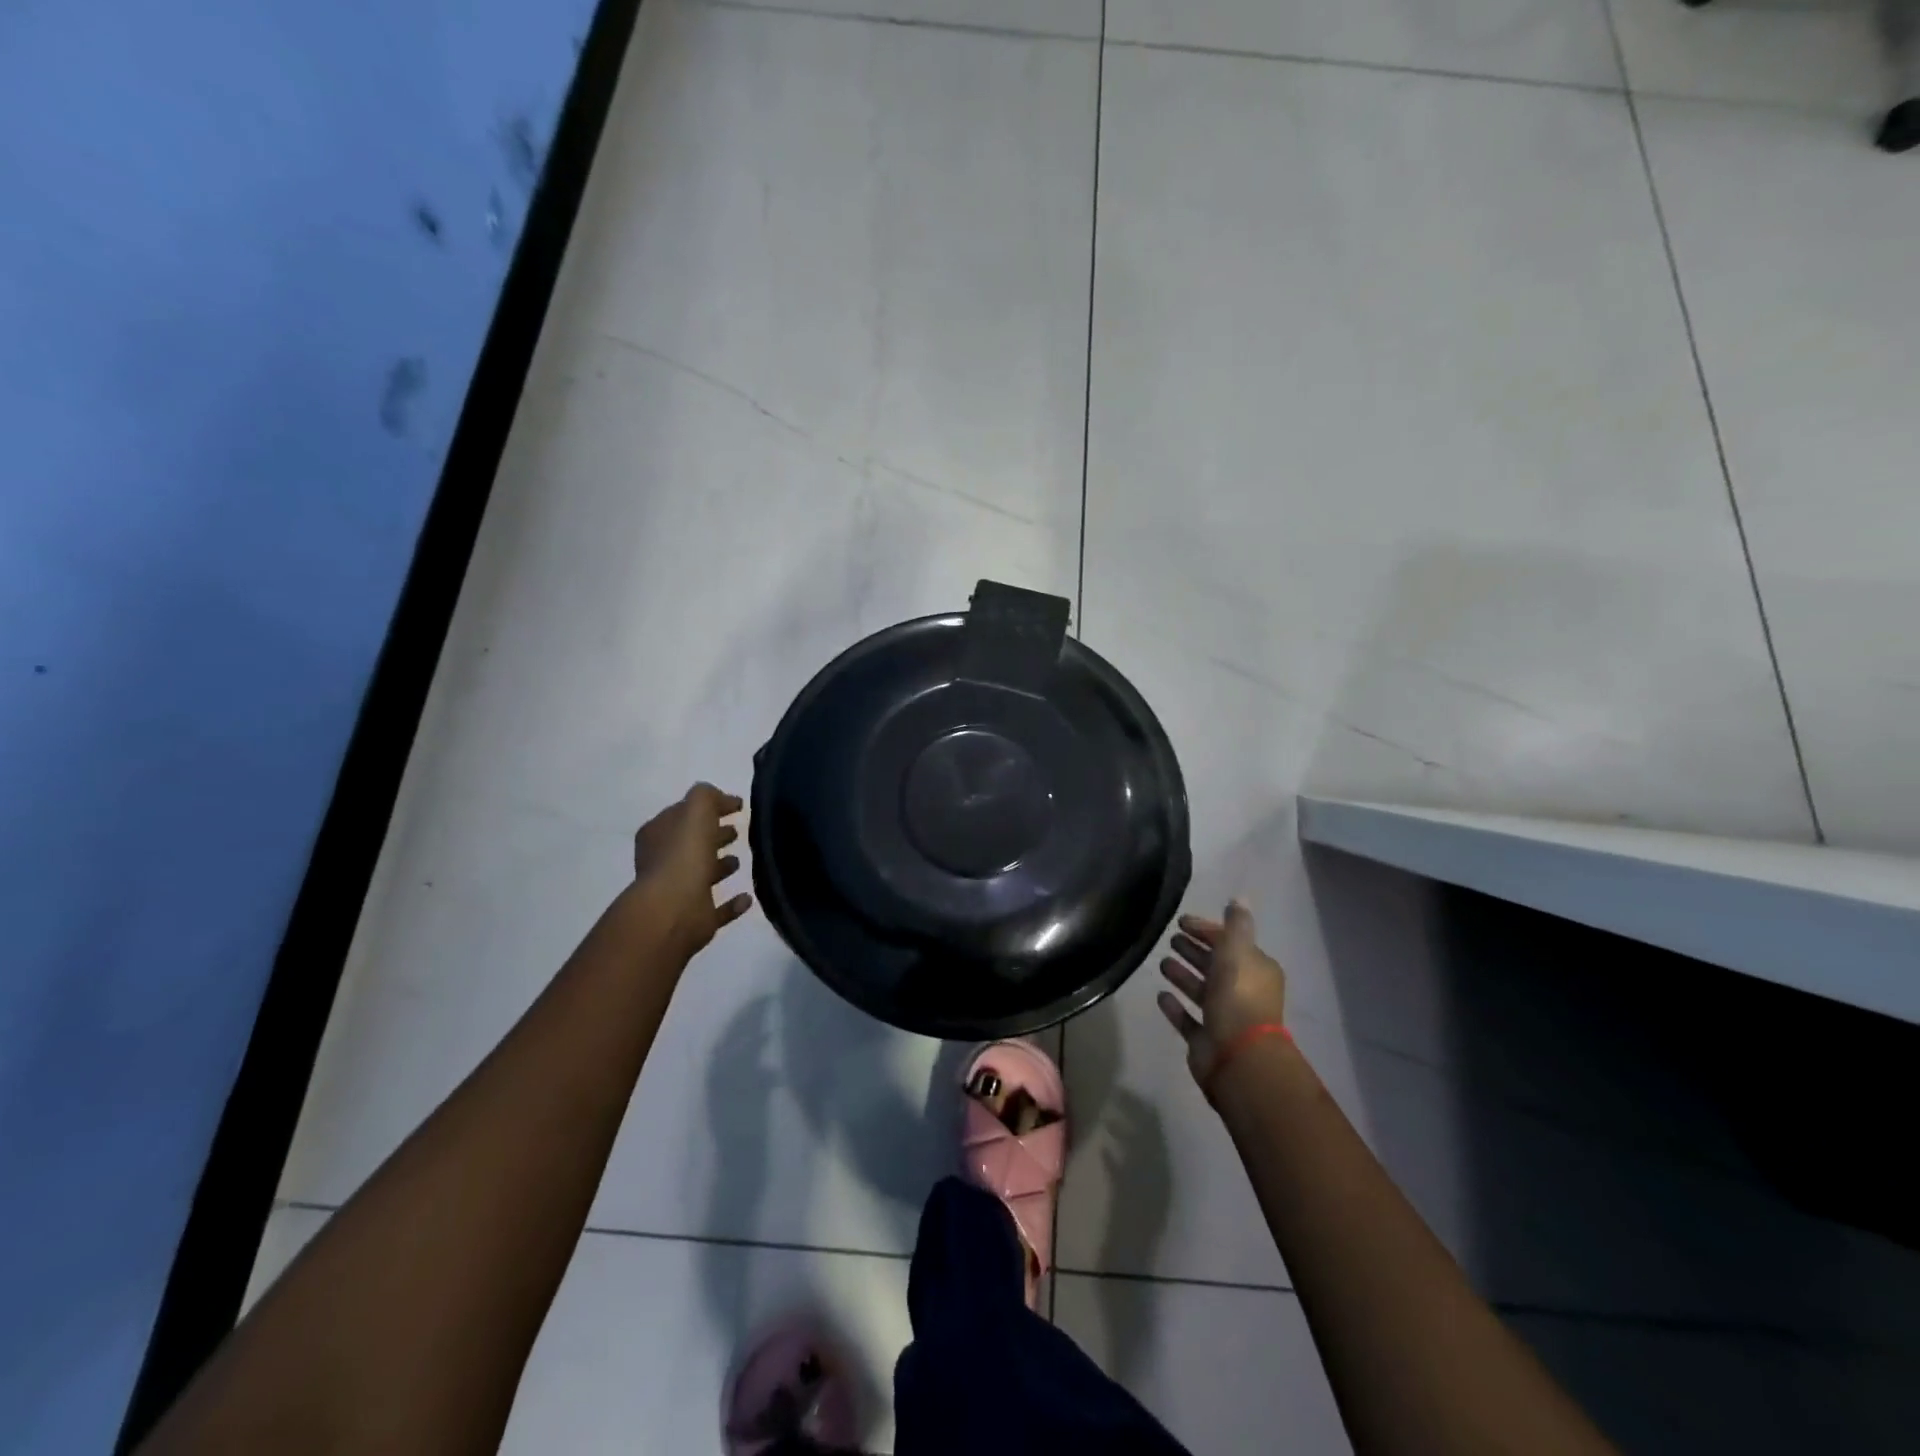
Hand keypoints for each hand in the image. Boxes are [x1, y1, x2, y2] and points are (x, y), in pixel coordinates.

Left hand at [632, 783, 753, 956]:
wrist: (674, 909)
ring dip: (719, 867)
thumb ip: (707, 797)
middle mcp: (663, 862)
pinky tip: (747, 898)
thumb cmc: (684, 853)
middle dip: (713, 835)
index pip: (683, 814)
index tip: (736, 806)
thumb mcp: (697, 809)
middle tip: (737, 831)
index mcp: (658, 835)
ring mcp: (678, 892)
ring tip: (740, 859)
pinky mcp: (695, 918)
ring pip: (702, 875)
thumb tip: (721, 799)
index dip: (707, 808)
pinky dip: (731, 904)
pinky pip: (717, 909)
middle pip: (691, 843)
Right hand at [1156, 900, 1288, 1088]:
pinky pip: (1188, 1019)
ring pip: (1201, 990)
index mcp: (1255, 970)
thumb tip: (1239, 898)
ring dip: (1183, 975)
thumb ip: (1236, 925)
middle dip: (1194, 950)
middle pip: (1215, 965)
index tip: (1181, 921)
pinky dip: (1175, 1007)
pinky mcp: (1206, 1040)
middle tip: (1170, 938)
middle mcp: (1242, 992)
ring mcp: (1224, 1018)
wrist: (1239, 1057)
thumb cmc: (1238, 997)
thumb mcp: (1238, 951)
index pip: (1229, 942)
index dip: (1207, 930)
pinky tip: (1160, 995)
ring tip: (1161, 962)